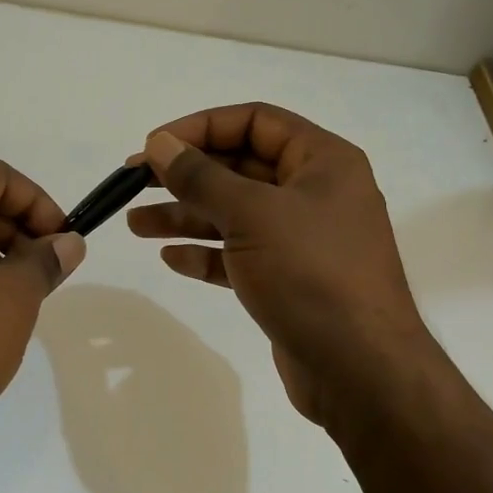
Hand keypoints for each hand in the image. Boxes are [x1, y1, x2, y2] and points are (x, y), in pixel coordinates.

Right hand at [127, 103, 429, 429]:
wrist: (360, 371)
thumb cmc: (311, 274)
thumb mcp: (252, 215)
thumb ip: (201, 177)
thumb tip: (159, 144)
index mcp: (323, 161)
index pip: (254, 121)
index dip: (200, 127)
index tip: (154, 146)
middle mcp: (314, 193)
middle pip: (240, 168)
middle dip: (185, 175)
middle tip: (132, 183)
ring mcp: (302, 240)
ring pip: (234, 214)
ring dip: (185, 216)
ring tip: (135, 224)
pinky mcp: (289, 280)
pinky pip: (240, 255)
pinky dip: (206, 253)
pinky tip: (171, 258)